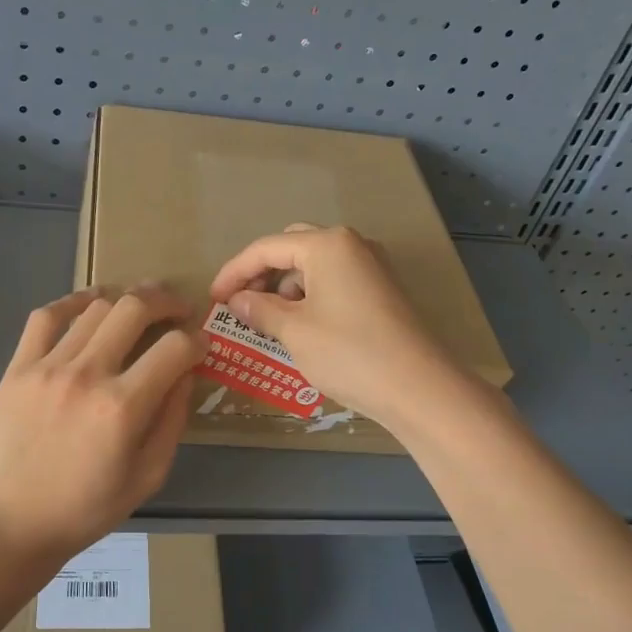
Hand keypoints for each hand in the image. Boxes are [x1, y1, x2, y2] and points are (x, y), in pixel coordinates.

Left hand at [0, 287, 204, 566]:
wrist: (11, 522)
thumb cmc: (86, 508)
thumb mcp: (148, 476)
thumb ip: (172, 420)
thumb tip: (186, 374)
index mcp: (123, 407)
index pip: (174, 348)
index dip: (197, 339)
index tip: (201, 344)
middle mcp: (87, 374)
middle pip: (136, 308)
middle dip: (167, 301)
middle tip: (179, 309)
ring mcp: (48, 366)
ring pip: (96, 307)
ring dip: (127, 300)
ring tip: (140, 308)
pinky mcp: (18, 367)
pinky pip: (47, 316)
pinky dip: (74, 301)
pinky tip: (92, 303)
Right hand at [209, 224, 466, 427]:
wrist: (419, 387)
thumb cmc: (349, 353)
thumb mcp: (294, 331)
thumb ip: (260, 309)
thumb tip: (237, 300)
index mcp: (327, 244)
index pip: (265, 248)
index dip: (234, 272)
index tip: (213, 299)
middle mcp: (352, 244)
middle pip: (292, 248)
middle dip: (261, 274)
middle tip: (240, 304)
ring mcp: (372, 266)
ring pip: (314, 265)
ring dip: (286, 286)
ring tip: (269, 321)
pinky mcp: (383, 290)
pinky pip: (335, 281)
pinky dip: (310, 296)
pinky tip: (302, 326)